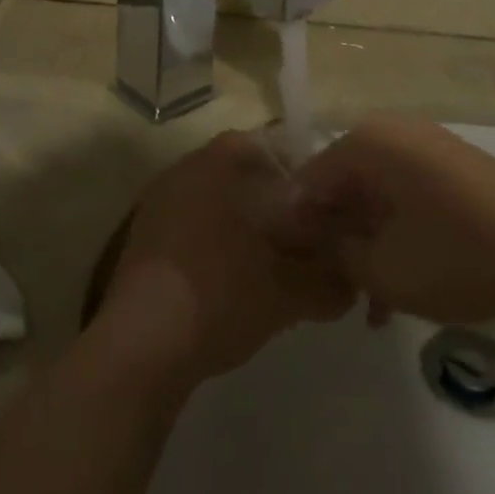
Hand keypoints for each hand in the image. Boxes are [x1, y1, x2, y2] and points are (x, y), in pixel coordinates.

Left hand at [96, 130, 354, 391]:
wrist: (142, 345)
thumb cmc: (222, 294)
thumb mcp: (290, 291)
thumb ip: (329, 281)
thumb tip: (352, 284)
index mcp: (222, 158)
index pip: (279, 148)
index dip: (309, 182)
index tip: (328, 217)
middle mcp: (189, 166)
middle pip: (249, 176)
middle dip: (279, 208)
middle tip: (306, 248)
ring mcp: (160, 200)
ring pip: (221, 205)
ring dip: (249, 230)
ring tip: (274, 272)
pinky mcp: (144, 237)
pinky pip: (195, 231)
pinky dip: (218, 250)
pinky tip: (234, 288)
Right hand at [283, 116, 494, 326]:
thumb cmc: (454, 253)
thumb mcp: (382, 268)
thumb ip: (336, 252)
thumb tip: (317, 238)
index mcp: (366, 143)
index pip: (308, 179)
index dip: (295, 224)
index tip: (292, 266)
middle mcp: (391, 132)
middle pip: (343, 183)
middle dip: (335, 236)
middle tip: (331, 285)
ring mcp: (425, 146)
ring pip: (376, 194)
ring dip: (367, 241)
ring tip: (369, 300)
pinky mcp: (452, 166)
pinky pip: (406, 194)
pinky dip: (397, 232)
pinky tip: (400, 285)